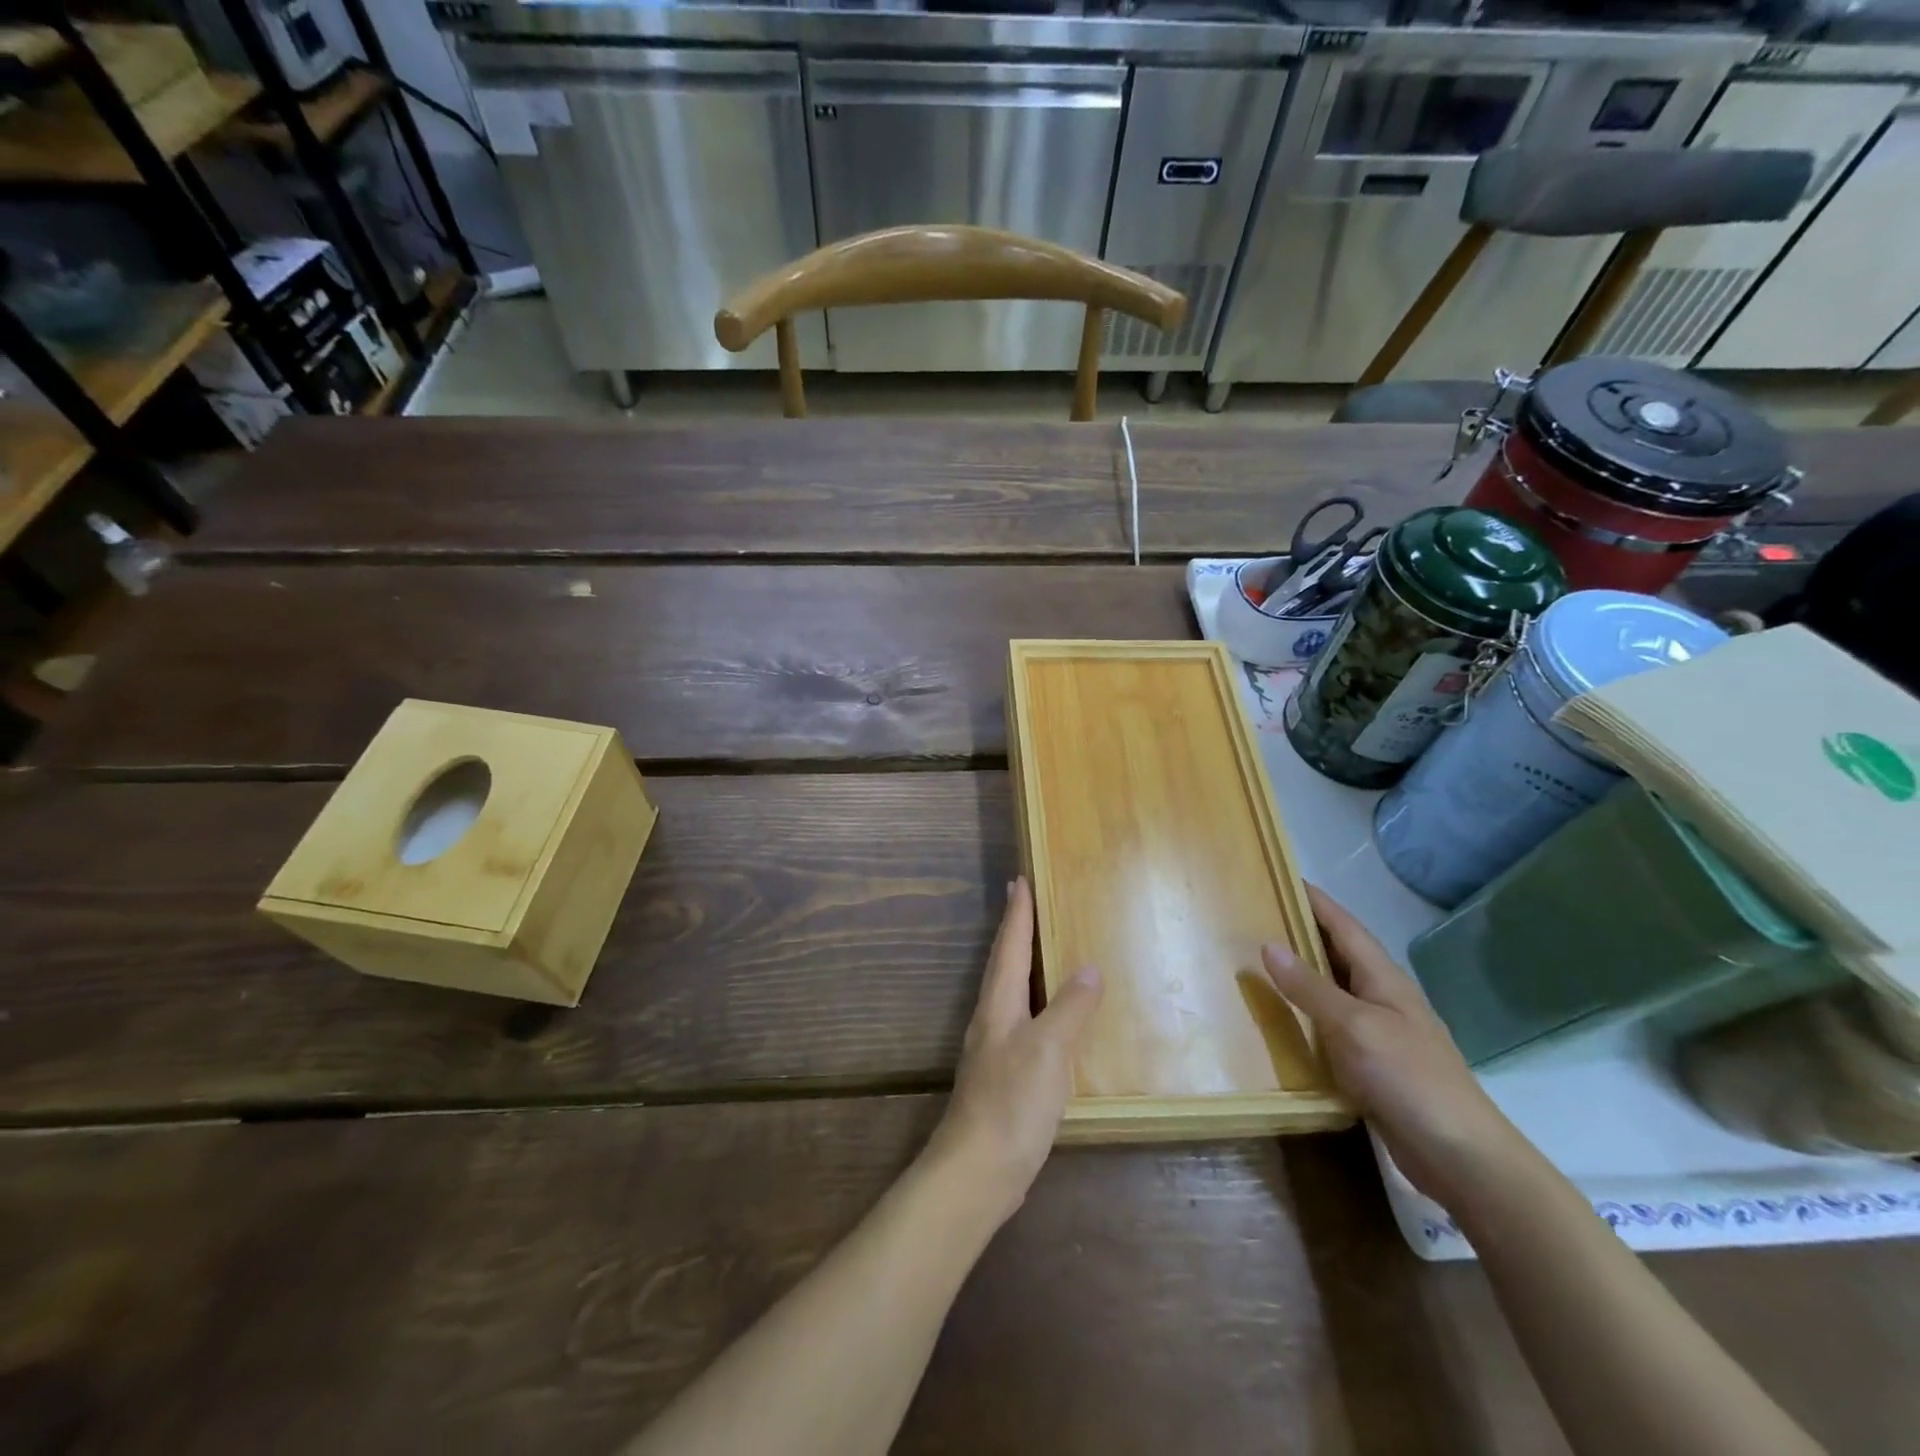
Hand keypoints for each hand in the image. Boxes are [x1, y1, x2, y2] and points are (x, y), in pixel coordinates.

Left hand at [925, 877, 1102, 1225]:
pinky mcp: (1004, 1076)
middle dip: (1015, 932)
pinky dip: (1035, 1004)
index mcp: (999, 1005)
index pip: (1011, 947)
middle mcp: (992, 1019)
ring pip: (1010, 992)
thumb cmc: (1012, 1102)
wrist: (978, 1170)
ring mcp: (995, 1048)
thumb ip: (1069, 1008)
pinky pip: (1021, 1022)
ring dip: (1022, 965)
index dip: (1017, 914)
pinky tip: (1049, 1018)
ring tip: (1039, 950)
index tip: (1019, 880)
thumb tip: (1090, 968)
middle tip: (1024, 901)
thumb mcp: (1048, 1050)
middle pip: (1004, 965)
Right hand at [1262, 885, 1531, 1210]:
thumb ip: (1311, 987)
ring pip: (1333, 990)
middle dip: (1302, 932)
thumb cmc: (1409, 1078)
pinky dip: (1305, 1015)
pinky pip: (1331, 1027)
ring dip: (1300, 973)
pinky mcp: (1373, 1065)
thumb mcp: (1354, 1026)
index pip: (1344, 926)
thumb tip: (1268, 944)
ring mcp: (1380, 1033)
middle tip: (1255, 916)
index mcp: (1383, 979)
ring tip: (1257, 961)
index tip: (1280, 877)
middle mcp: (1382, 998)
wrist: (1462, 1156)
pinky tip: (1280, 1021)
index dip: (1314, 901)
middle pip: (1338, 954)